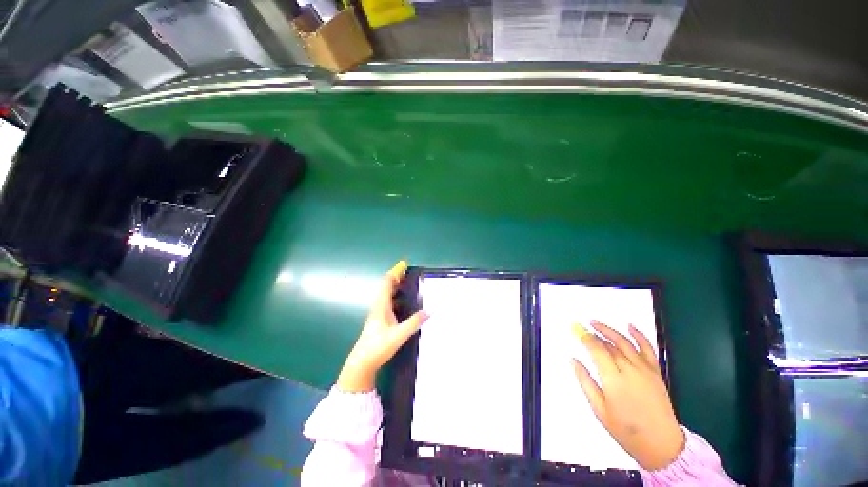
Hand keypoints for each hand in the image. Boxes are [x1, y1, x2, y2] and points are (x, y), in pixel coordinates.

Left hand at [336, 261, 428, 392]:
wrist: (361, 363)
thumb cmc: (378, 347)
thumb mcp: (399, 335)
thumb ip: (414, 322)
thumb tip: (431, 310)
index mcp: (381, 305)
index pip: (387, 283)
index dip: (395, 272)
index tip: (404, 264)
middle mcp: (378, 306)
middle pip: (386, 286)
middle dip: (397, 276)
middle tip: (409, 271)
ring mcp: (378, 313)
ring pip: (387, 294)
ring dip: (396, 285)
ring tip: (408, 282)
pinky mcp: (379, 320)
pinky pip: (388, 301)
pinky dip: (395, 295)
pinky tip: (403, 301)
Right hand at [572, 320, 684, 470]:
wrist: (661, 444)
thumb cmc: (626, 430)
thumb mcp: (599, 409)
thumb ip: (585, 382)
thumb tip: (573, 360)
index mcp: (613, 379)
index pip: (596, 350)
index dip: (584, 337)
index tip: (575, 328)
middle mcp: (629, 370)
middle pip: (609, 345)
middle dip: (593, 334)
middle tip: (582, 326)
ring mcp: (645, 370)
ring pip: (625, 343)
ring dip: (609, 330)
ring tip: (596, 323)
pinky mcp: (655, 372)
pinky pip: (648, 349)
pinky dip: (639, 336)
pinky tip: (630, 326)